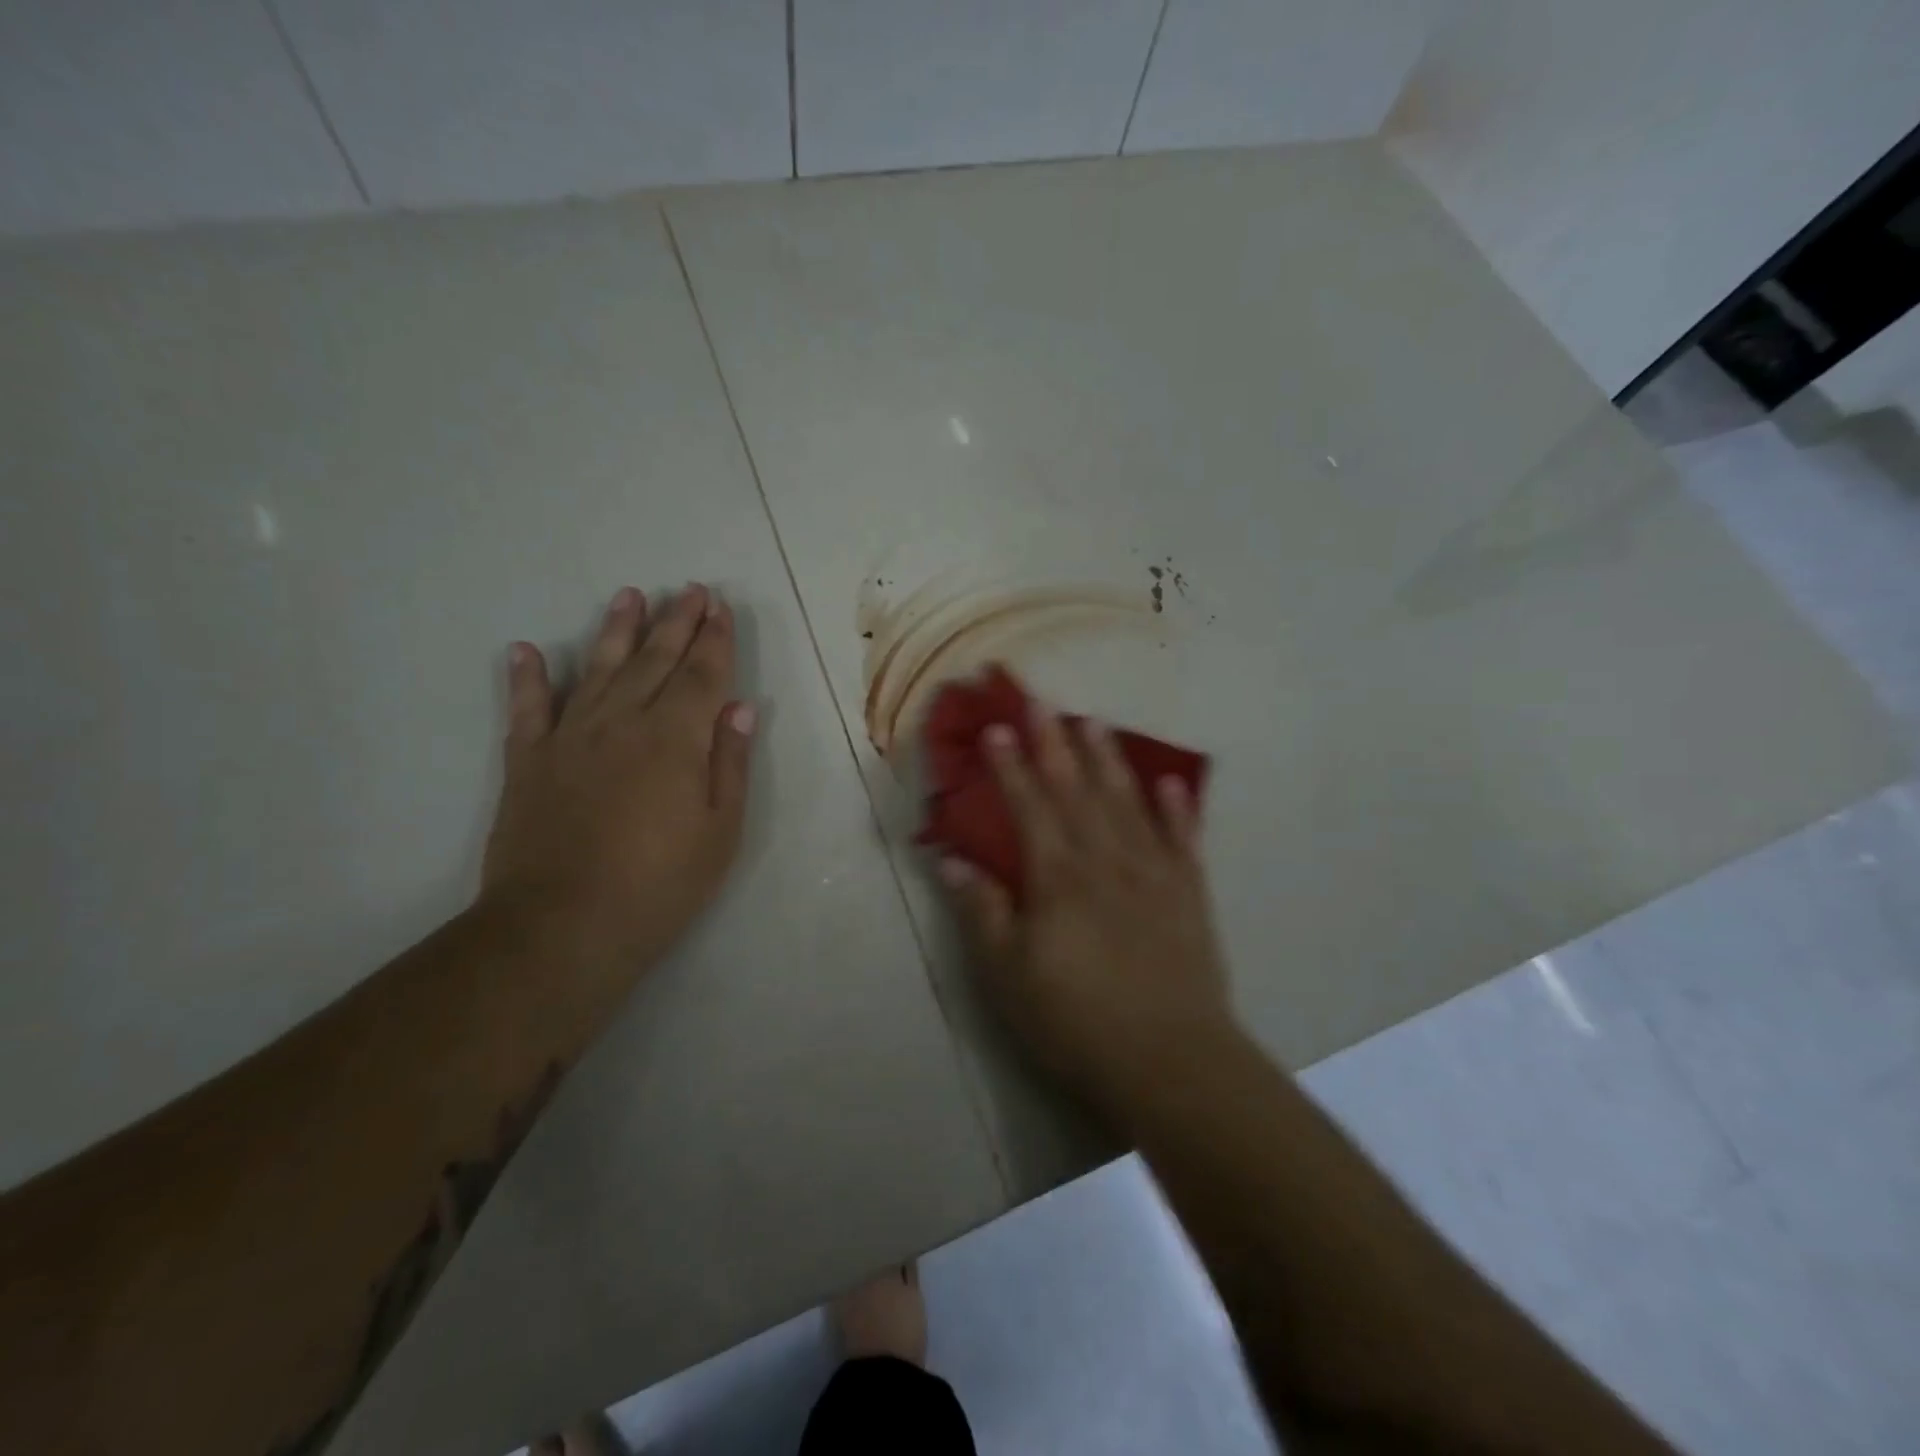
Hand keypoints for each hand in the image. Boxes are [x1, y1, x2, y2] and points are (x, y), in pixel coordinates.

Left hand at [480, 583, 756, 976]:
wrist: (562, 927)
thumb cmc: (660, 884)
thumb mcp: (721, 831)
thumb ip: (730, 763)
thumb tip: (739, 707)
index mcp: (676, 739)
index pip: (701, 674)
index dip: (714, 639)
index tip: (719, 606)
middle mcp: (623, 723)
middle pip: (654, 660)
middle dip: (676, 622)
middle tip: (688, 589)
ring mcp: (570, 738)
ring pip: (598, 669)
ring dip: (616, 631)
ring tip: (629, 596)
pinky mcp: (528, 762)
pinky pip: (527, 709)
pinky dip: (527, 679)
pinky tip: (526, 651)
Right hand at [937, 705, 1234, 1113]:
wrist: (1171, 1060)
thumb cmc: (1076, 1020)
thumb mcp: (1008, 975)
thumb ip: (982, 912)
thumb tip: (952, 861)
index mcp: (1058, 877)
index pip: (1029, 807)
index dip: (1010, 766)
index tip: (997, 728)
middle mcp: (1105, 860)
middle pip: (1076, 790)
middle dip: (1054, 743)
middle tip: (1042, 701)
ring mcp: (1153, 873)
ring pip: (1127, 802)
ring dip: (1108, 760)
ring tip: (1094, 723)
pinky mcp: (1189, 894)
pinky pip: (1182, 840)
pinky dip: (1176, 808)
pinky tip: (1169, 782)